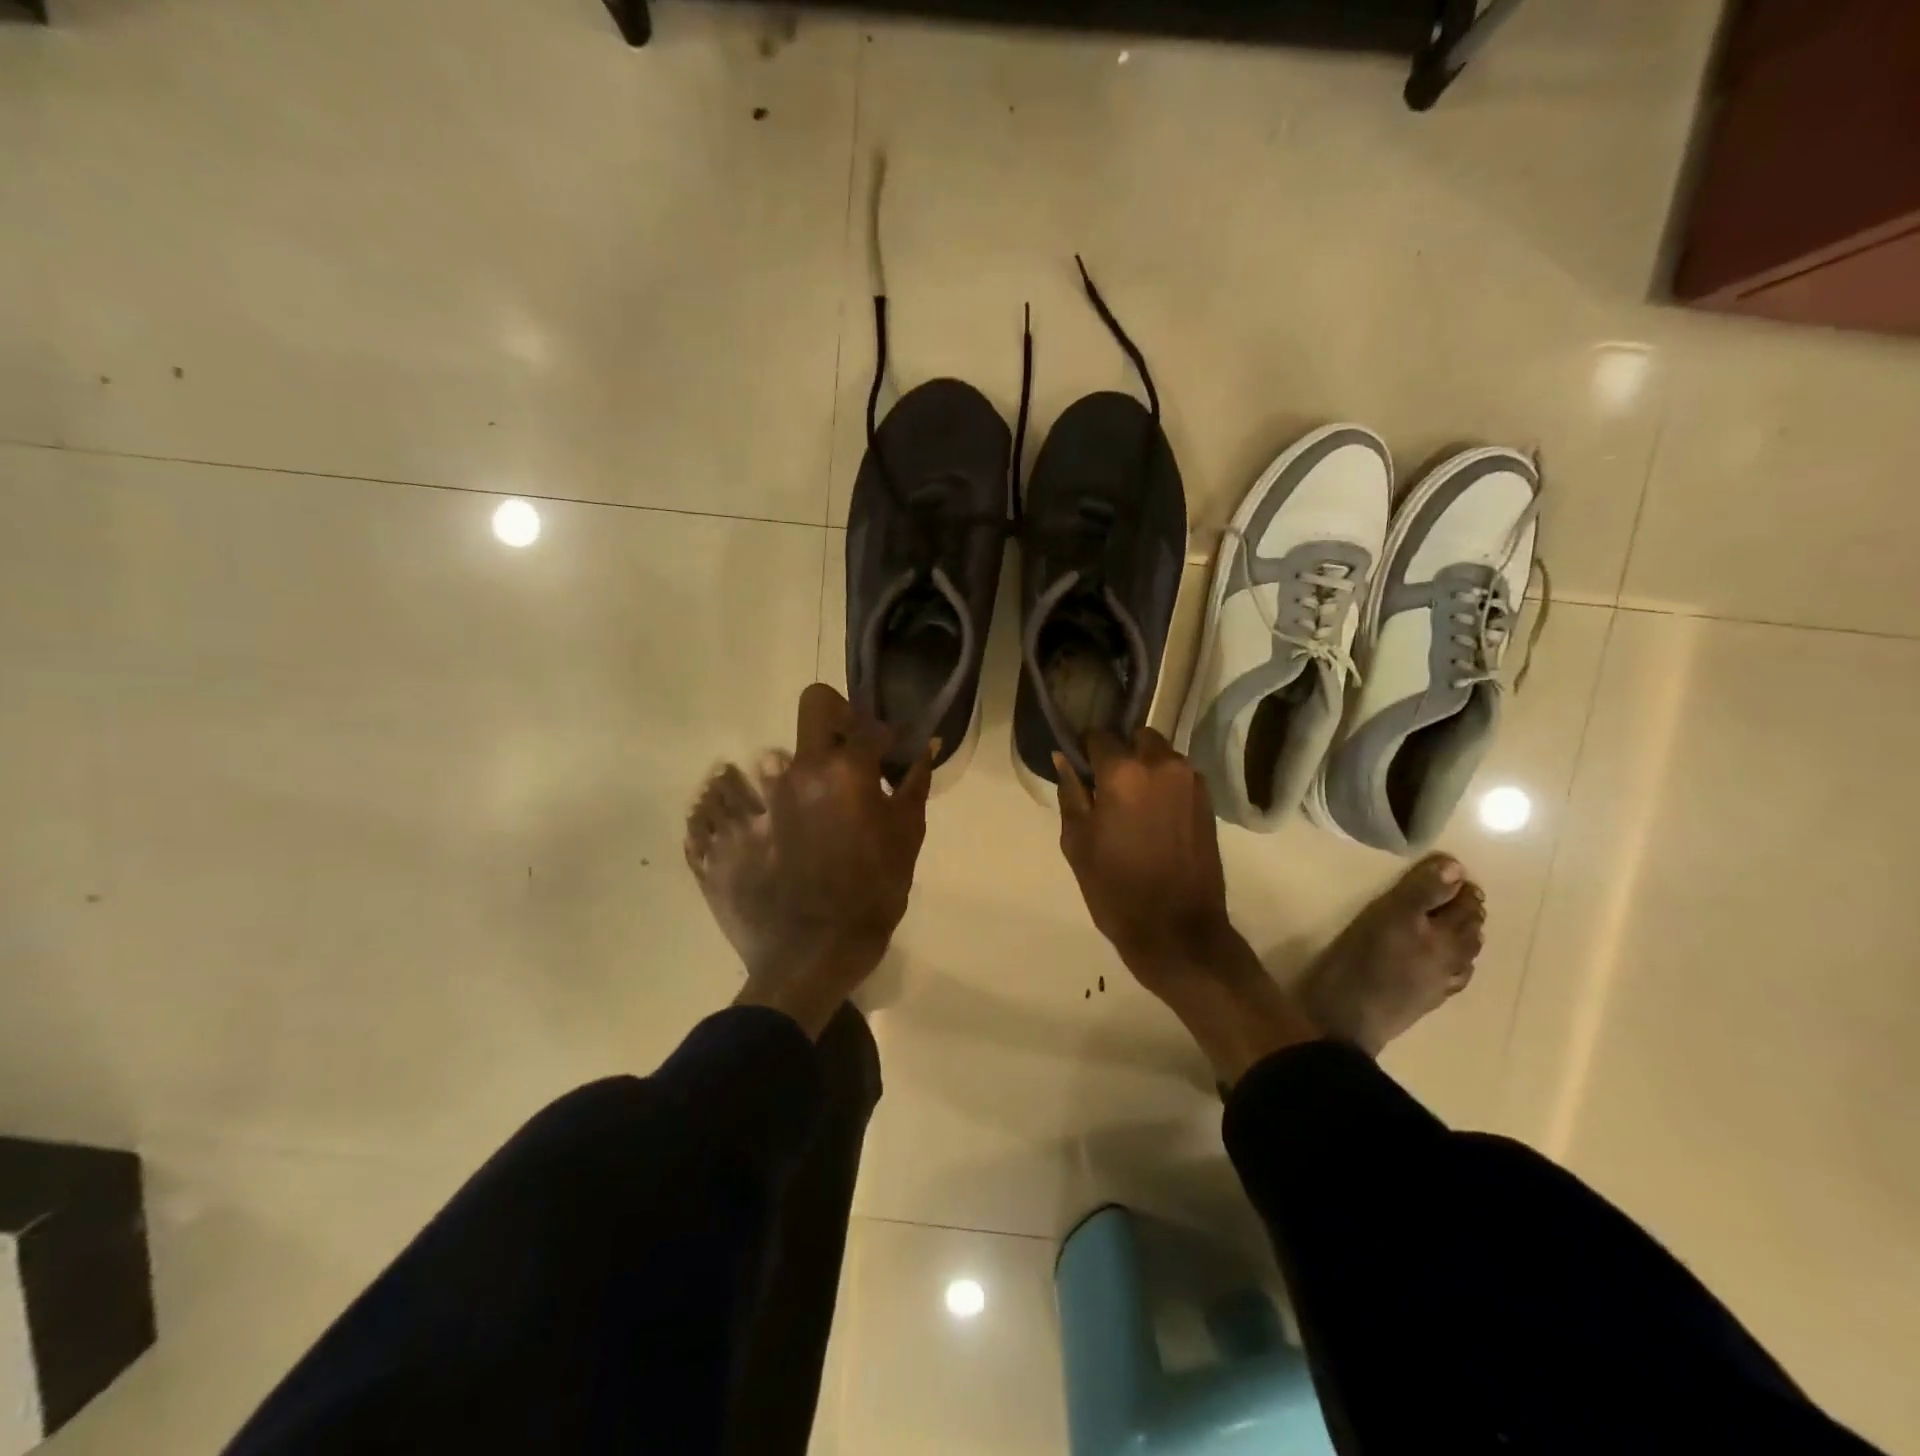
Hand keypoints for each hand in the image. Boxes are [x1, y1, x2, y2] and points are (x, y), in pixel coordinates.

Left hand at [770, 683, 932, 961]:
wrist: (812, 953)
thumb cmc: (872, 895)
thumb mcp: (906, 840)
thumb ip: (914, 786)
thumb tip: (926, 749)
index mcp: (846, 772)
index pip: (870, 724)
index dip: (887, 734)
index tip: (893, 751)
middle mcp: (801, 770)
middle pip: (815, 706)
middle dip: (839, 716)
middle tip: (853, 749)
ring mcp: (767, 793)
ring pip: (787, 751)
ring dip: (809, 765)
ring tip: (823, 804)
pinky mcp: (744, 819)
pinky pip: (759, 789)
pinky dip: (778, 796)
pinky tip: (794, 826)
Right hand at [1054, 728, 1233, 982]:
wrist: (1177, 931)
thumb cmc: (1116, 889)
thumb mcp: (1077, 842)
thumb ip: (1071, 793)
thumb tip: (1064, 758)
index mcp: (1123, 773)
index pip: (1099, 736)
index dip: (1085, 750)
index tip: (1080, 770)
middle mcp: (1161, 765)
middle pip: (1137, 738)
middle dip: (1121, 753)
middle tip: (1108, 787)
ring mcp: (1190, 781)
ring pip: (1161, 754)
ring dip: (1146, 768)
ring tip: (1134, 804)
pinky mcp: (1208, 801)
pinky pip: (1179, 776)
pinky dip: (1165, 784)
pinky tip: (1155, 816)